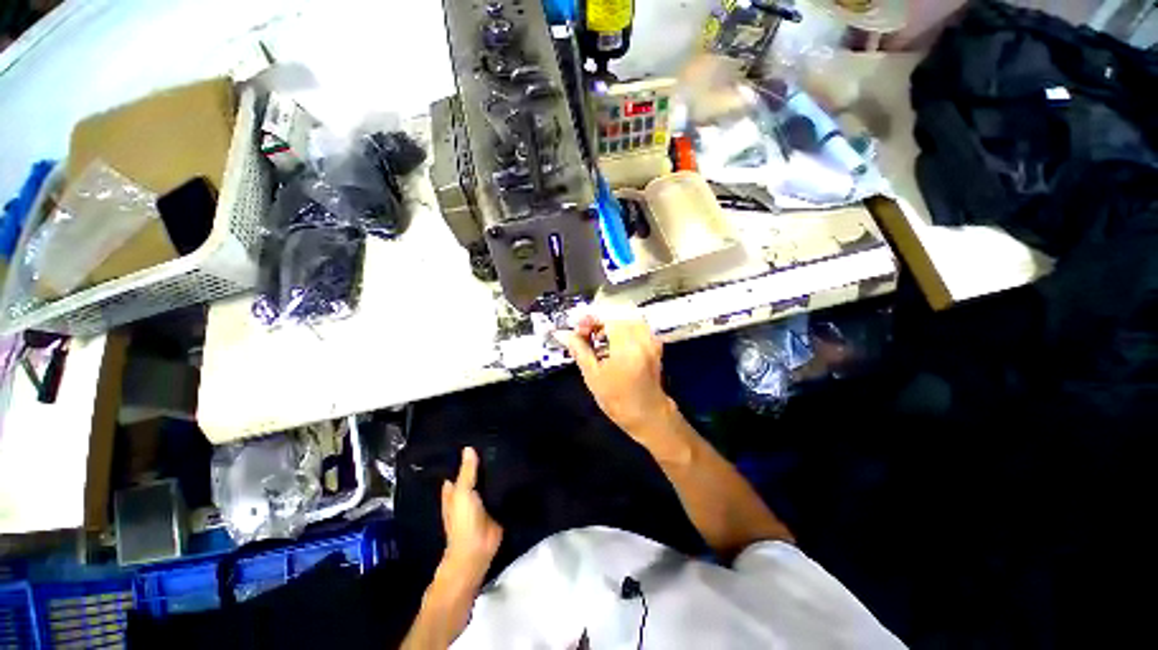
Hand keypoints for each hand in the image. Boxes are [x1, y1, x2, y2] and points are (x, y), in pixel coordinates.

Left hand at [441, 447, 501, 583]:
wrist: (478, 549)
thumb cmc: (463, 521)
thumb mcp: (462, 493)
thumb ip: (467, 472)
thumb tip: (468, 448)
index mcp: (454, 490)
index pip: (458, 468)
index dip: (464, 456)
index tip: (477, 436)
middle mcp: (467, 493)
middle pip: (475, 473)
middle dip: (484, 460)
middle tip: (498, 437)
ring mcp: (483, 499)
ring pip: (489, 480)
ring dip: (496, 470)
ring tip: (509, 446)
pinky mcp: (497, 504)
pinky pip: (502, 489)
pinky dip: (506, 481)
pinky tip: (516, 467)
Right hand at [556, 313, 677, 444]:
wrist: (648, 415)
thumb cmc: (618, 400)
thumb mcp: (593, 376)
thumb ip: (580, 350)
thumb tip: (564, 334)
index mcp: (626, 347)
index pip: (606, 318)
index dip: (589, 319)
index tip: (578, 327)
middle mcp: (642, 339)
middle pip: (616, 316)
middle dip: (598, 321)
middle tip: (584, 334)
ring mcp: (651, 340)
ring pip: (625, 319)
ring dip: (609, 324)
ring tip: (597, 339)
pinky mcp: (654, 343)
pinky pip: (635, 326)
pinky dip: (621, 328)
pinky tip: (612, 341)